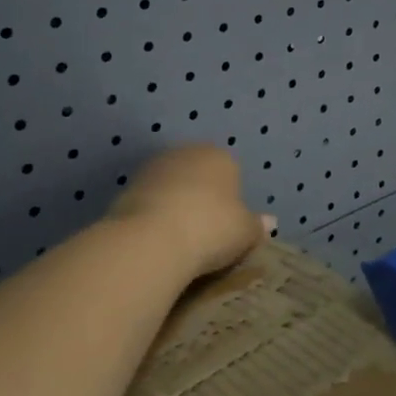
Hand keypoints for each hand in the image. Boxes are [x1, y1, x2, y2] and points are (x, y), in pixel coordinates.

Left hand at [108, 145, 272, 286]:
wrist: (150, 240)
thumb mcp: (245, 232)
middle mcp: (186, 153)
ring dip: (175, 207)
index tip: (228, 228)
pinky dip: (154, 218)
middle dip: (201, 199)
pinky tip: (156, 242)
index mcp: (220, 156)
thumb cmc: (211, 229)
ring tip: (179, 242)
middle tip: (205, 234)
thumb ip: (257, 225)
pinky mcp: (126, 188)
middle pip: (199, 176)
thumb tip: (269, 222)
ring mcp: (152, 168)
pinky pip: (149, 203)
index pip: (232, 173)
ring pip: (172, 188)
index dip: (232, 202)